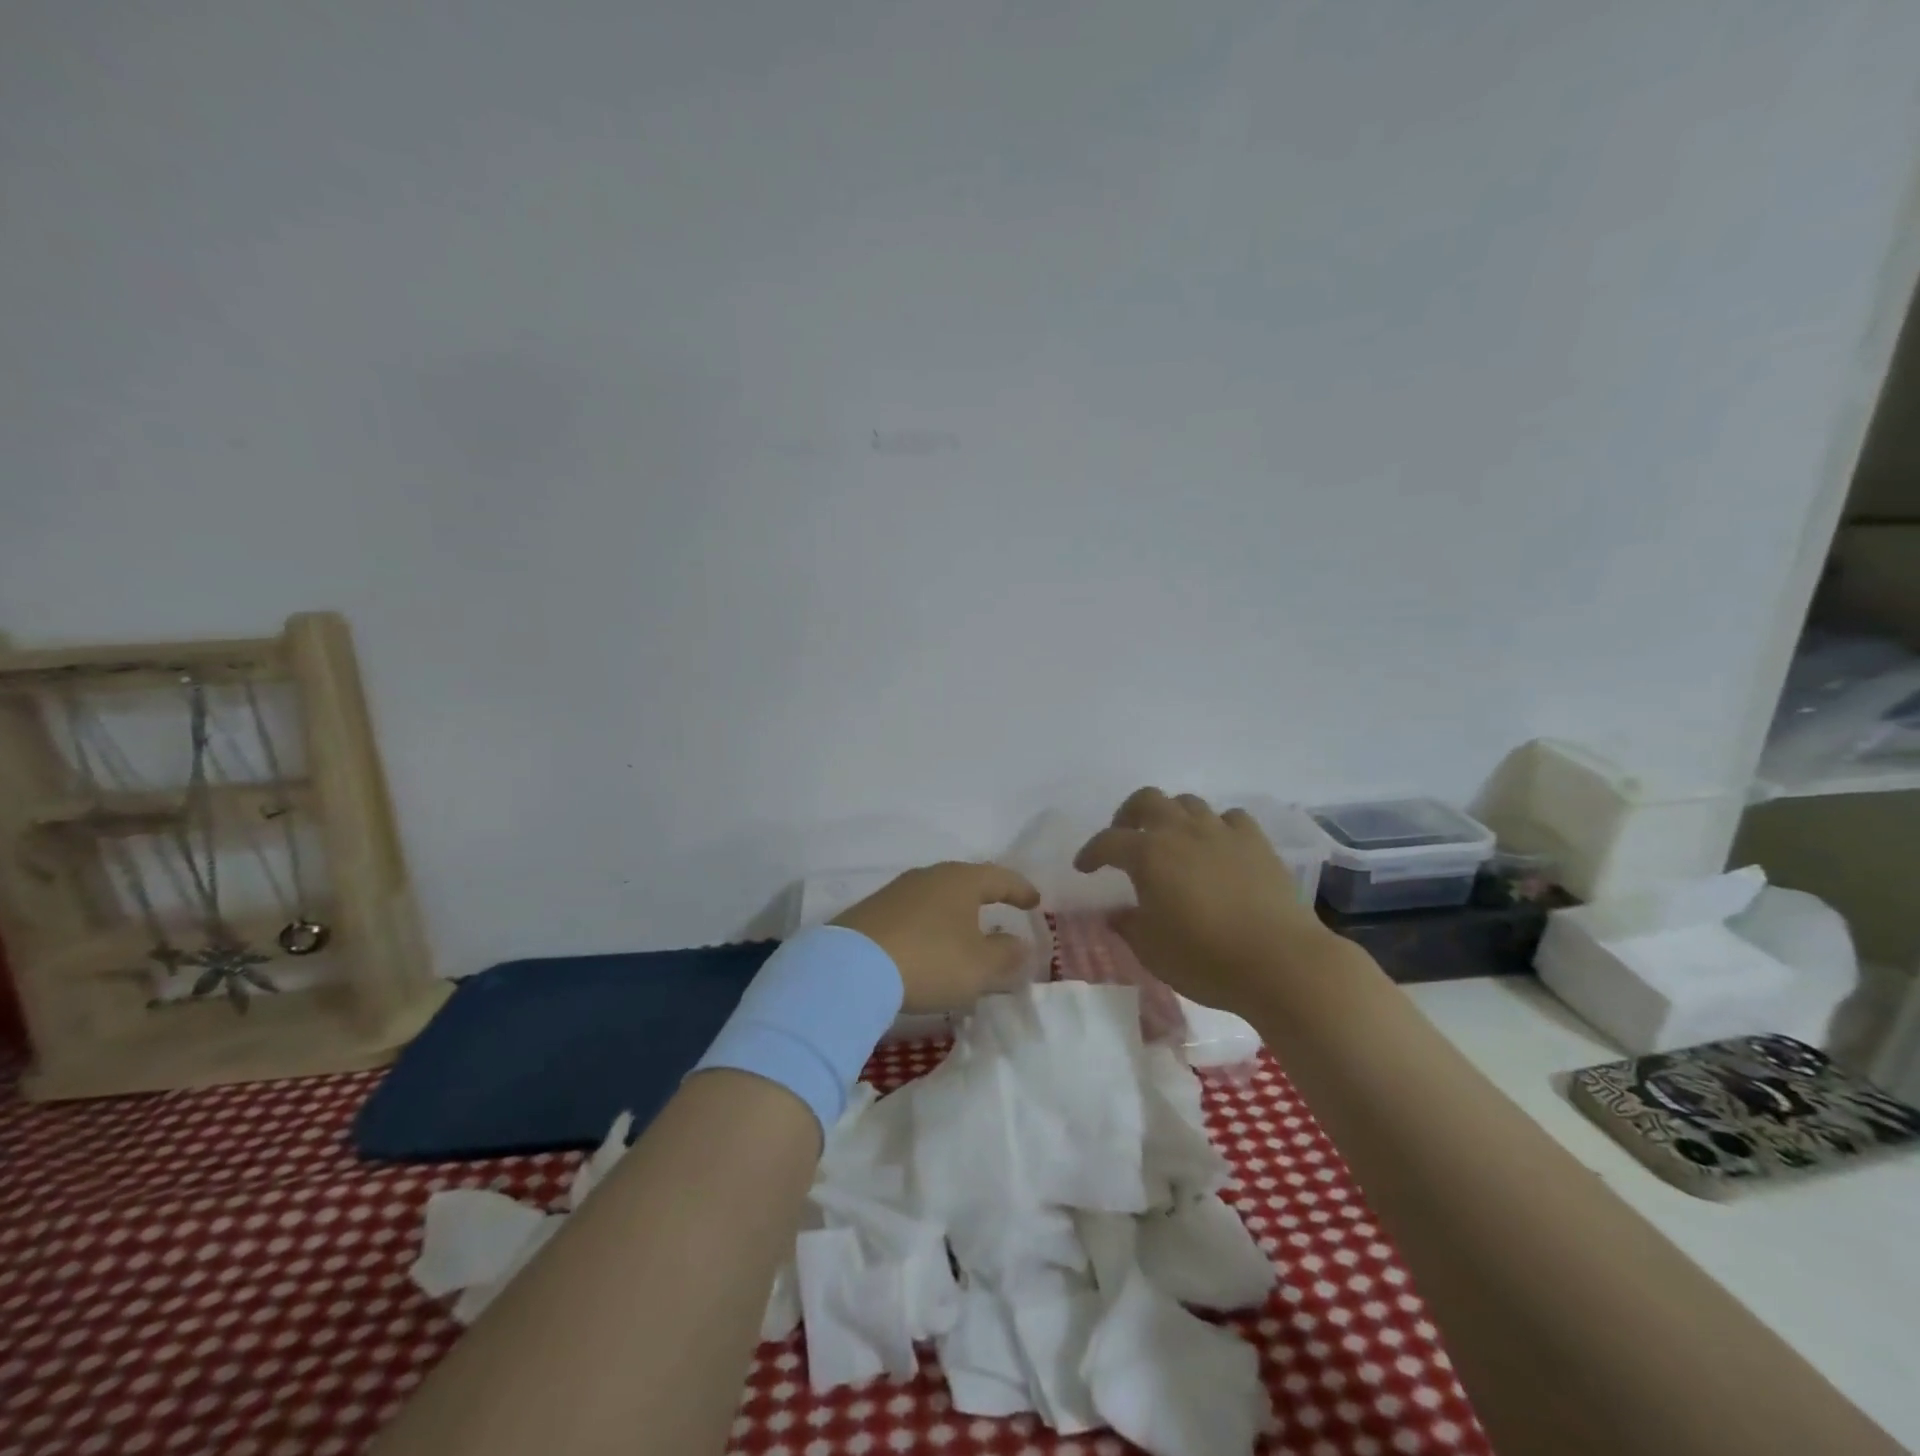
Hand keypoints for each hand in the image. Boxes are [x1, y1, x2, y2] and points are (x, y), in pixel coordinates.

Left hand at [833, 862, 1041, 1013]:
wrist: (852, 967)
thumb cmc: (930, 960)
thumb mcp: (980, 967)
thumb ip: (1007, 956)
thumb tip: (1021, 946)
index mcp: (961, 880)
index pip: (1000, 877)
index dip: (1020, 890)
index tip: (1035, 901)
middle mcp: (929, 876)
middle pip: (966, 883)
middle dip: (985, 899)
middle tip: (1000, 912)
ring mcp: (896, 891)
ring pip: (937, 898)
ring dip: (954, 915)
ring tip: (963, 935)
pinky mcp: (872, 912)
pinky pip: (913, 914)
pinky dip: (928, 927)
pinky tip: (927, 947)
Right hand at [1074, 788, 1344, 1017]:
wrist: (1282, 963)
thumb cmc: (1206, 959)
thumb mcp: (1152, 950)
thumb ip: (1128, 925)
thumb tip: (1117, 913)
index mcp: (1149, 854)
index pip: (1108, 841)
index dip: (1091, 852)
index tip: (1084, 867)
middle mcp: (1182, 832)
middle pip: (1147, 800)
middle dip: (1128, 815)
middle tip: (1125, 838)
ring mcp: (1222, 832)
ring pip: (1188, 803)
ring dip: (1172, 816)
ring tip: (1170, 840)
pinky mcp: (1257, 842)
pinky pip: (1230, 818)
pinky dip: (1216, 826)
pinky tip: (1217, 846)